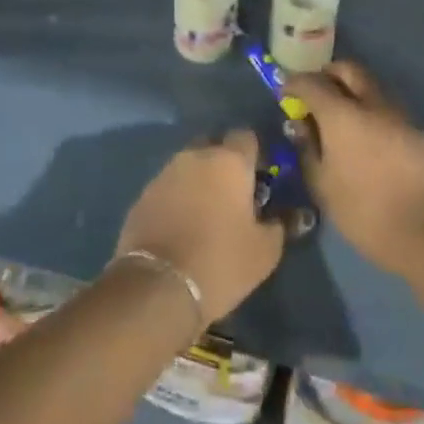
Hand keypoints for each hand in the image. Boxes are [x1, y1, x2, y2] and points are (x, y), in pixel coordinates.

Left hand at [116, 130, 284, 323]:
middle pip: (214, 146)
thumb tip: (279, 218)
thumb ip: (277, 226)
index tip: (260, 178)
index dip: (255, 154)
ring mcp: (165, 173)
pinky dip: (178, 198)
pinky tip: (182, 226)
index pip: (246, 137)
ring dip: (199, 181)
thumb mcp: (264, 252)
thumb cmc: (220, 262)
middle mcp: (195, 156)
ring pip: (189, 165)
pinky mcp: (143, 194)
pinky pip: (169, 187)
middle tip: (234, 195)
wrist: (157, 286)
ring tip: (207, 213)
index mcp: (229, 161)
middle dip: (224, 164)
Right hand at [282, 61, 423, 277]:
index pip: (312, 83)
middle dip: (328, 74)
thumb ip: (308, 149)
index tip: (285, 92)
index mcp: (342, 114)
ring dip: (353, 90)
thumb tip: (300, 125)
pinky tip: (368, 138)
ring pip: (371, 86)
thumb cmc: (365, 212)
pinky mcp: (418, 132)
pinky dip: (372, 111)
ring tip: (341, 116)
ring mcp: (400, 116)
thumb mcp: (323, 186)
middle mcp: (372, 104)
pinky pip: (388, 109)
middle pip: (348, 70)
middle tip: (315, 92)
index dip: (295, 84)